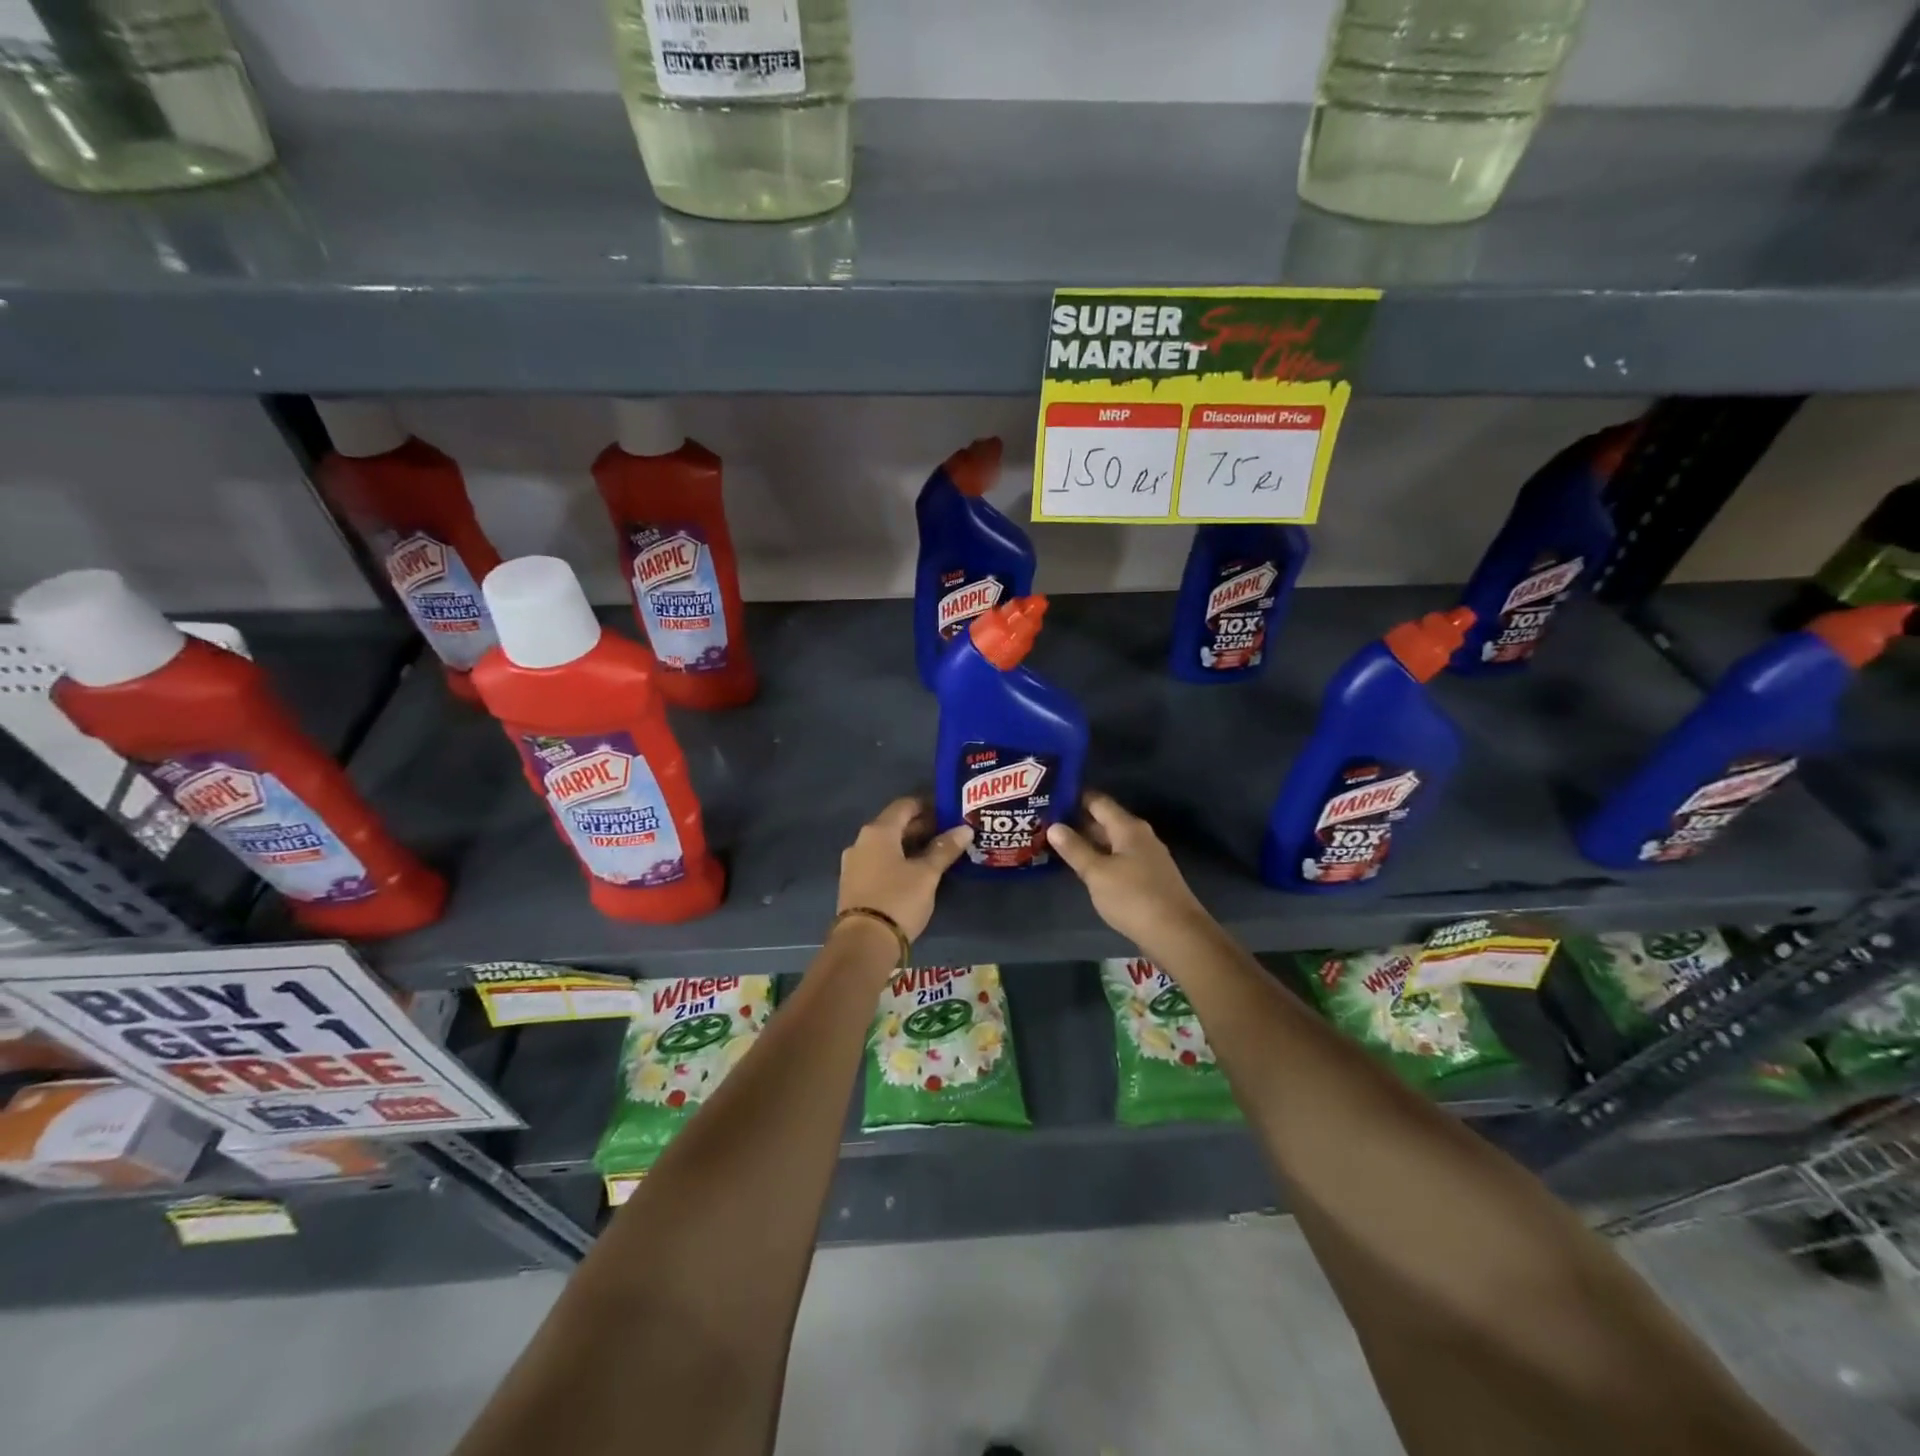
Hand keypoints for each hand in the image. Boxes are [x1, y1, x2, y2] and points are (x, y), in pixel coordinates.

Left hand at [837, 797, 972, 942]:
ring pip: (886, 844)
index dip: (928, 805)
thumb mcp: (927, 874)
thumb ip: (945, 849)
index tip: (949, 812)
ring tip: (936, 853)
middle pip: (894, 824)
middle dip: (922, 827)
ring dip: (910, 845)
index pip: (905, 805)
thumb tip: (965, 829)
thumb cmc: (898, 899)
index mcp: (878, 831)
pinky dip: (897, 860)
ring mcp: (854, 863)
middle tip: (949, 834)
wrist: (863, 942)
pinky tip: (915, 871)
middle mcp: (861, 841)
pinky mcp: (853, 883)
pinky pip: (879, 861)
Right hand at [1047, 792, 1212, 952]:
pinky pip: (1119, 859)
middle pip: (1105, 821)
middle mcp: (1140, 836)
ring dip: (1088, 842)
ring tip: (1058, 844)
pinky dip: (1100, 859)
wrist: (1177, 934)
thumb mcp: (1097, 873)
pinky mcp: (1149, 877)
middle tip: (1046, 823)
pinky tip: (1084, 868)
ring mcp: (1147, 857)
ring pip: (1112, 842)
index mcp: (1128, 828)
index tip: (1050, 798)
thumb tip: (1054, 825)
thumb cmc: (1133, 897)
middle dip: (1077, 821)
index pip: (1098, 802)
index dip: (1074, 798)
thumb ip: (1075, 849)